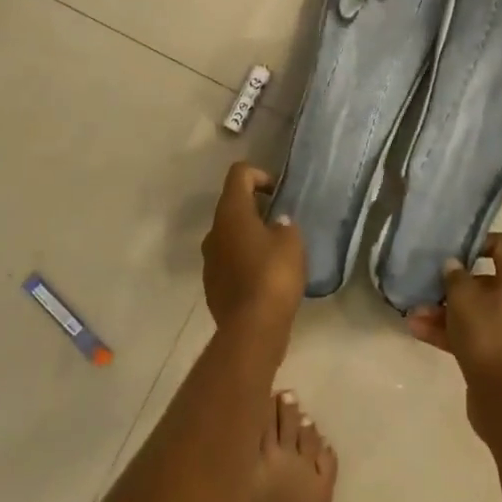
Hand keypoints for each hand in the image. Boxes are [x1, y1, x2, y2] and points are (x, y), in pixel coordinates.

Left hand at [201, 163, 305, 349]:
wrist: (252, 328)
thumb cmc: (274, 275)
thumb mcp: (292, 242)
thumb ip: (285, 225)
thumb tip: (277, 225)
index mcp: (231, 213)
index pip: (239, 174)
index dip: (260, 175)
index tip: (278, 194)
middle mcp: (214, 231)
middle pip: (232, 205)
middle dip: (256, 208)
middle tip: (281, 223)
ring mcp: (209, 259)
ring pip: (229, 235)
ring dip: (249, 235)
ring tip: (275, 252)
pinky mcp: (211, 284)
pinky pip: (228, 260)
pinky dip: (244, 260)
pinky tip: (265, 277)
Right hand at [406, 233, 501, 424]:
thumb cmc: (485, 336)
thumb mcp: (462, 298)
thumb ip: (454, 276)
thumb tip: (453, 266)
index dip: (479, 241)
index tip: (454, 249)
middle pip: (484, 281)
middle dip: (451, 285)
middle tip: (427, 285)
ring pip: (474, 311)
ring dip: (443, 311)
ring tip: (413, 314)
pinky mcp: (498, 354)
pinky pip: (472, 334)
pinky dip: (449, 332)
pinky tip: (418, 332)